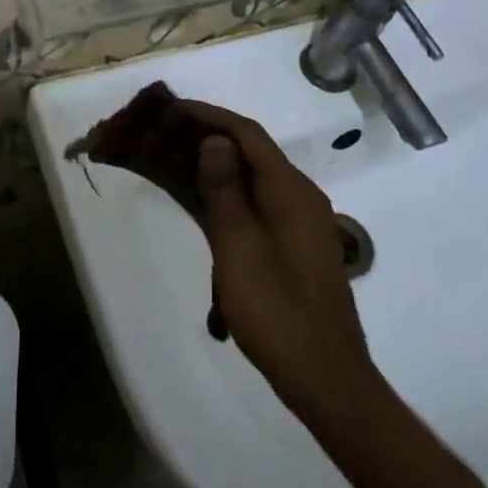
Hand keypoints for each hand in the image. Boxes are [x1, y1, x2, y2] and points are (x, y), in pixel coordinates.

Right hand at [177, 100, 379, 423]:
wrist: (326, 379)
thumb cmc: (278, 313)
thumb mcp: (239, 248)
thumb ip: (225, 190)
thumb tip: (214, 141)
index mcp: (290, 190)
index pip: (246, 133)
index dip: (207, 115)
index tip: (169, 108)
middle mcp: (297, 195)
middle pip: (248, 150)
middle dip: (204, 135)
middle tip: (161, 131)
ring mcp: (296, 220)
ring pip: (249, 176)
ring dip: (211, 164)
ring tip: (168, 156)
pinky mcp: (291, 243)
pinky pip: (253, 202)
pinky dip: (223, 192)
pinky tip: (196, 195)